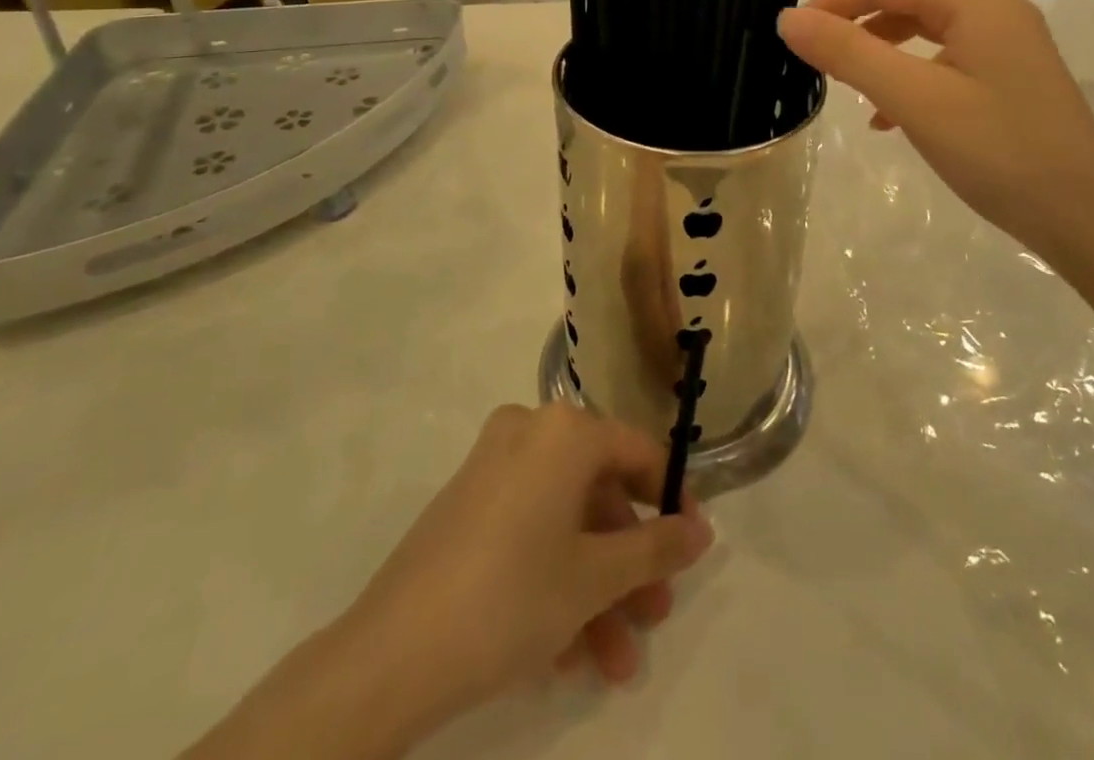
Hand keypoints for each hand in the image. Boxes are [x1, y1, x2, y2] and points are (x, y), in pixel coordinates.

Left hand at [185, 404, 713, 759]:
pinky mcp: (467, 506)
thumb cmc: (512, 596)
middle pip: (599, 493)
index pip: (638, 451)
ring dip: (596, 589)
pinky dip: (554, 582)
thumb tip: (701, 529)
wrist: (392, 654)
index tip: (691, 549)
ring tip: (616, 663)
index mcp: (564, 430)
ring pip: (565, 521)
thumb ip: (656, 547)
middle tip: (654, 617)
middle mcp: (530, 432)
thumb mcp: (596, 577)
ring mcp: (494, 468)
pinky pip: (529, 532)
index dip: (671, 500)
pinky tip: (567, 657)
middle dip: (630, 563)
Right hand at [777, 0, 1093, 266]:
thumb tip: (787, 20)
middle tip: (815, 54)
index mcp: (976, 2)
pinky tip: (888, 117)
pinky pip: (946, 61)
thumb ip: (848, 54)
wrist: (1087, 220)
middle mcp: (996, 11)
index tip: (794, 31)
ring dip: (881, 50)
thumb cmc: (997, 151)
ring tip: (846, 83)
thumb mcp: (914, 99)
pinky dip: (910, 76)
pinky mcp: (1011, 79)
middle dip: (857, 22)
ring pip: (927, 31)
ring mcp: (1008, 46)